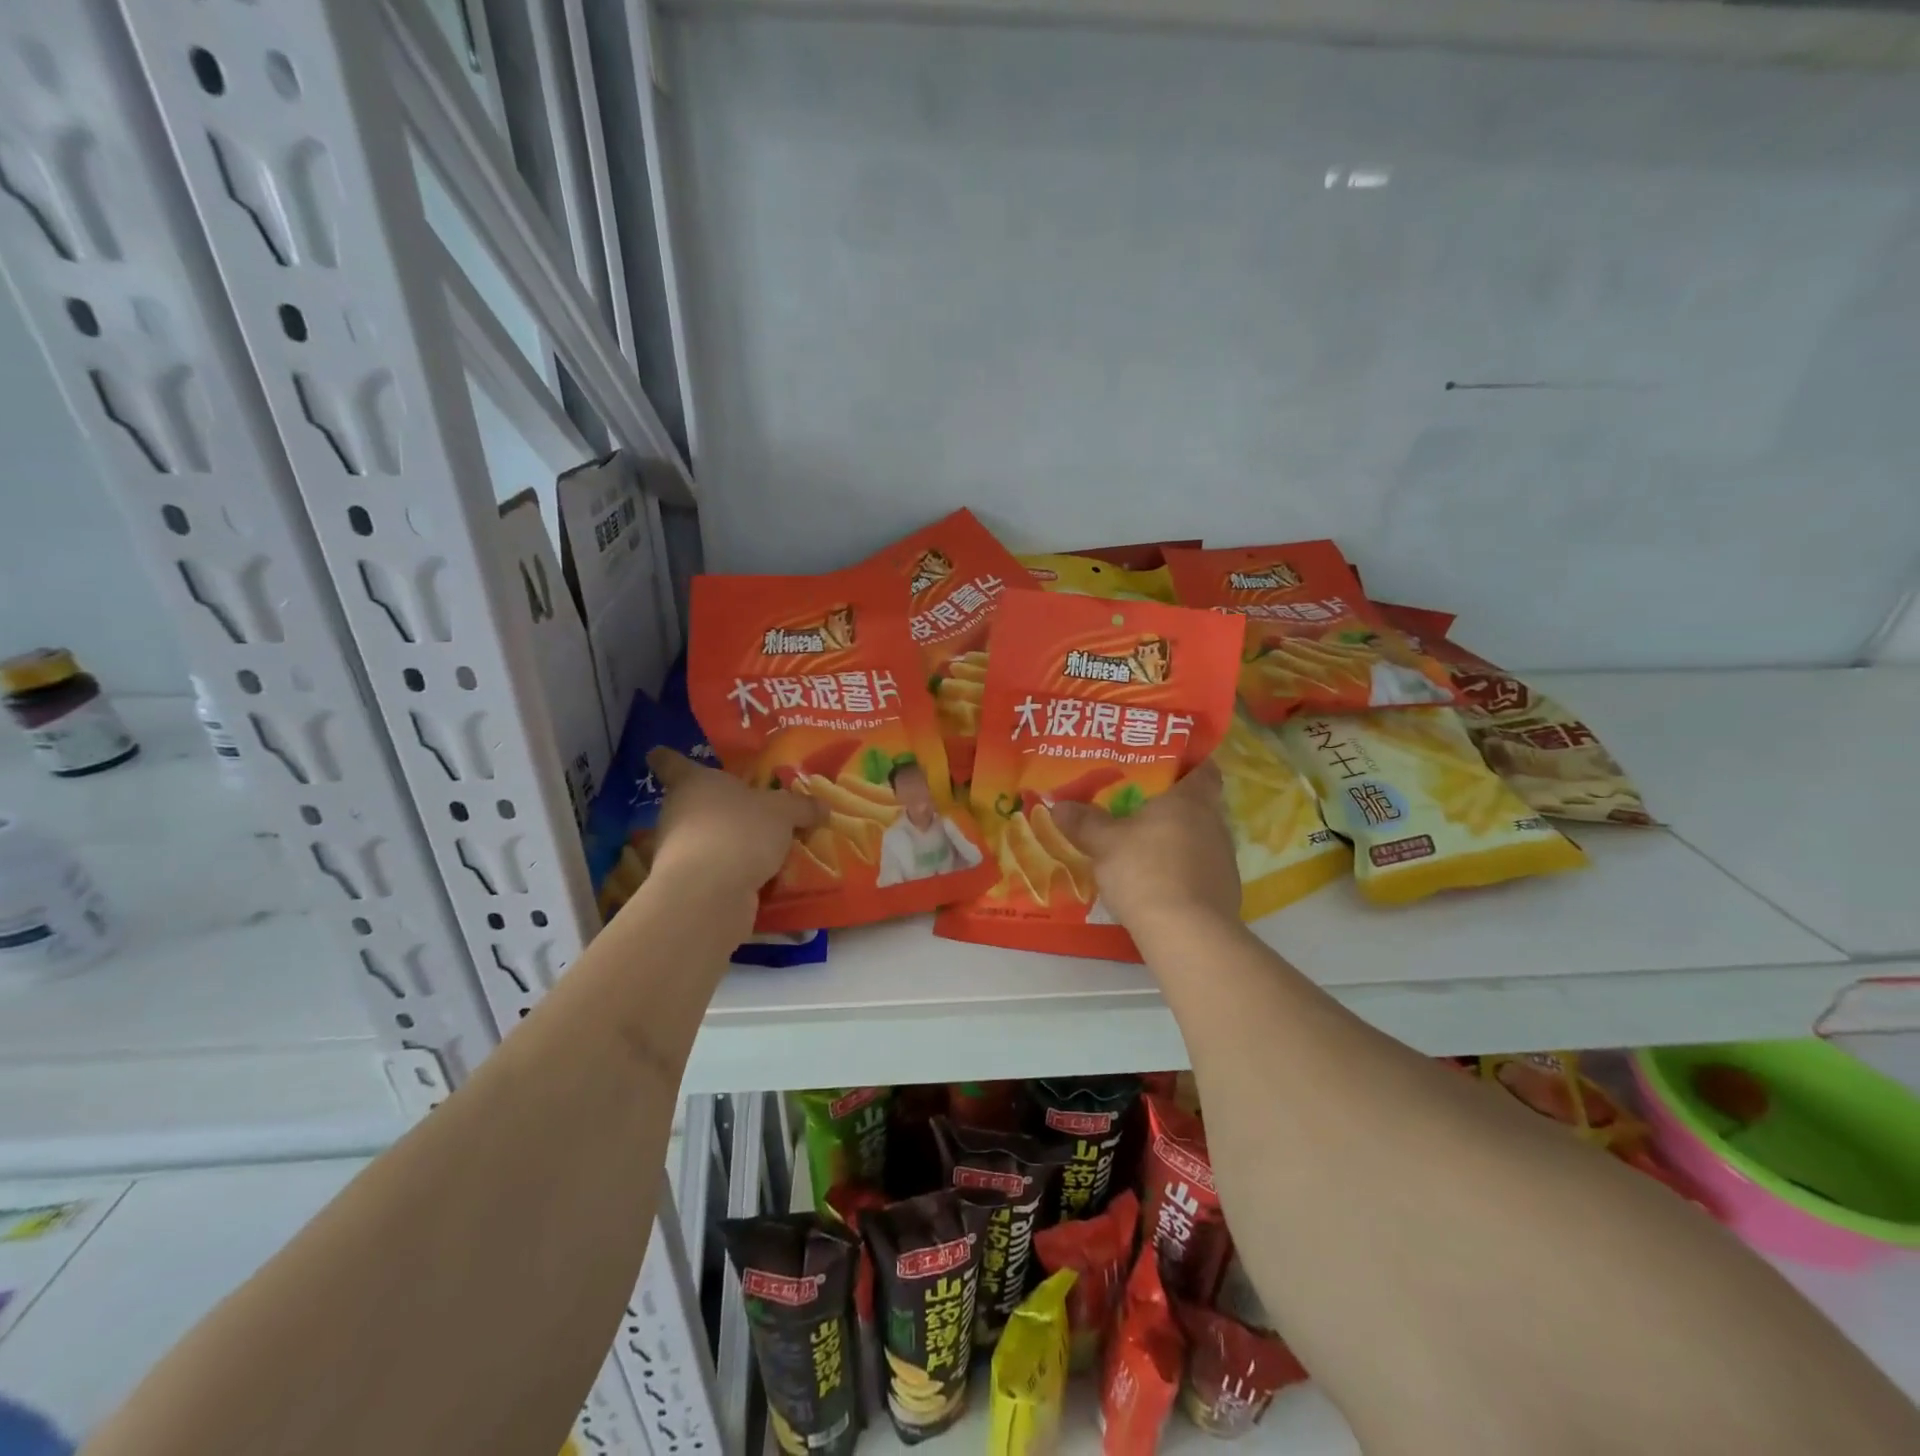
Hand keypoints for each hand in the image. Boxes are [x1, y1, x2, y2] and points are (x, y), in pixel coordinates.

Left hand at [645, 749, 825, 895]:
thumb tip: (822, 806)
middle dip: (720, 808)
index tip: (661, 753)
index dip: (668, 758)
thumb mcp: (783, 812)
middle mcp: (678, 812)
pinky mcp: (687, 885)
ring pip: (705, 839)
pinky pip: (715, 871)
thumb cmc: (740, 831)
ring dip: (730, 843)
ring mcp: (677, 851)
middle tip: (754, 810)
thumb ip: (801, 807)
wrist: (710, 893)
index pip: (670, 762)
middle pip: (694, 803)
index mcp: (693, 781)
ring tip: (768, 849)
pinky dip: (733, 873)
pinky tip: (763, 878)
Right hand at [1050, 762, 1240, 929]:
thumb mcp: (1104, 843)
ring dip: (1176, 840)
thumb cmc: (1146, 871)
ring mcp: (1224, 860)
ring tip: (1143, 845)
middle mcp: (1215, 823)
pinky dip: (1181, 870)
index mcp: (1192, 800)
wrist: (1187, 934)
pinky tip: (1156, 881)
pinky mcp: (1224, 892)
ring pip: (1199, 838)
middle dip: (1172, 805)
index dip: (1187, 765)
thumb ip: (1084, 821)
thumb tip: (1058, 804)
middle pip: (1199, 804)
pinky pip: (1200, 869)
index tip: (1164, 768)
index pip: (1203, 769)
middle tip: (1139, 806)